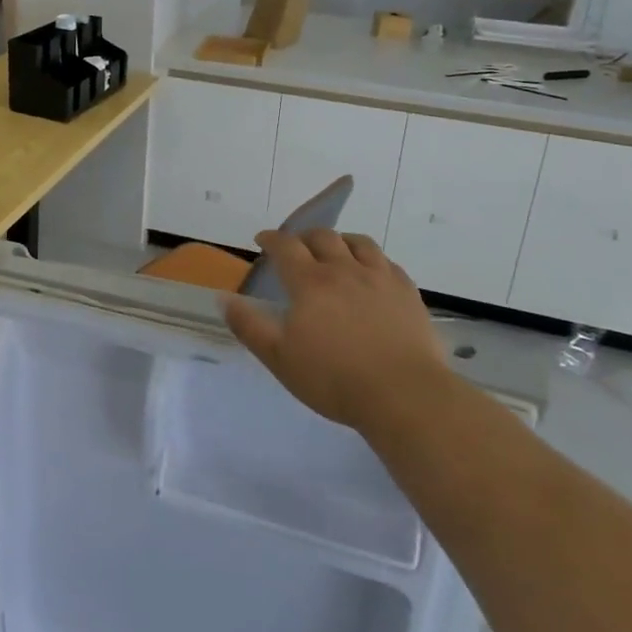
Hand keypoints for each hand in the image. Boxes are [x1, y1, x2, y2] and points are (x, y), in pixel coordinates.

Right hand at [221, 231, 449, 432]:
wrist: (404, 395)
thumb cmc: (334, 379)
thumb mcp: (279, 358)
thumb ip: (249, 326)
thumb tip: (223, 297)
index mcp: (310, 282)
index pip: (285, 246)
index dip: (271, 239)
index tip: (262, 240)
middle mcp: (344, 269)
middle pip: (323, 237)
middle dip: (304, 237)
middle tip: (296, 247)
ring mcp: (380, 278)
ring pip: (358, 242)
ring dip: (340, 241)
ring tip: (335, 251)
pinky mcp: (408, 292)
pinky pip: (387, 262)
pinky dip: (372, 259)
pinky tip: (371, 273)